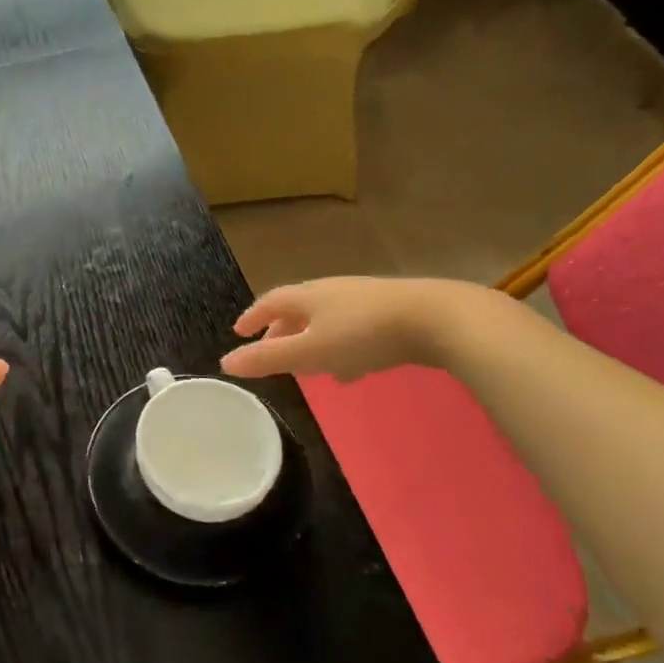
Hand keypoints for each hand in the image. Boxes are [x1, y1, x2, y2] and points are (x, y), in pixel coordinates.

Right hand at [220, 277, 480, 381]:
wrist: (438, 319)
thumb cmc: (363, 334)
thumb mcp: (310, 351)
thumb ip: (268, 359)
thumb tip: (225, 362)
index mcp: (308, 296)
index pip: (270, 302)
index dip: (253, 317)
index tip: (239, 332)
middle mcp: (332, 291)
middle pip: (298, 310)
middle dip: (282, 332)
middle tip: (271, 352)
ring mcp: (364, 300)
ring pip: (327, 321)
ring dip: (312, 342)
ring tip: (308, 367)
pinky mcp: (391, 313)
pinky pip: (353, 330)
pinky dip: (341, 348)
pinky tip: (352, 370)